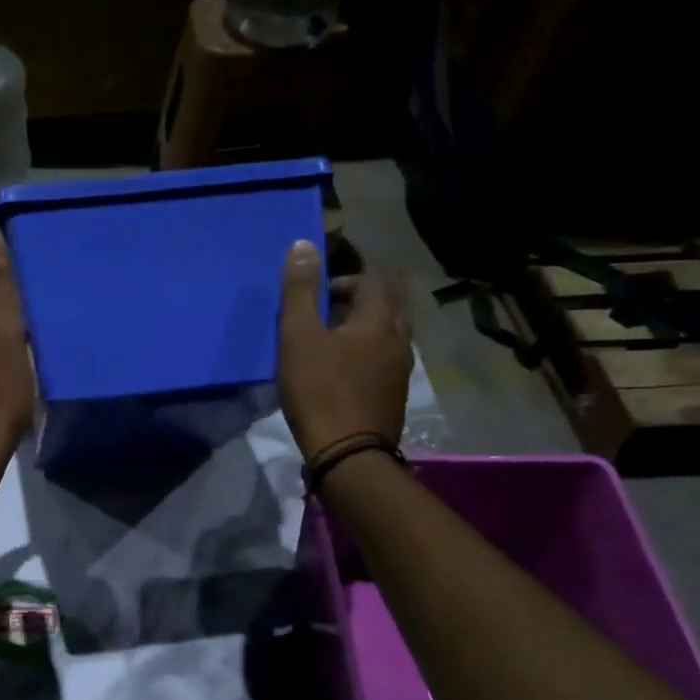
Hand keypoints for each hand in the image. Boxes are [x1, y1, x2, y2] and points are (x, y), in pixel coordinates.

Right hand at [276, 239, 412, 459]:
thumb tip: (304, 245)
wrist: (348, 454)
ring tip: (328, 346)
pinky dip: (364, 358)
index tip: (318, 297)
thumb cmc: (319, 389)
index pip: (373, 281)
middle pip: (385, 307)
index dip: (345, 280)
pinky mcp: (394, 397)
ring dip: (360, 332)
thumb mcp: (298, 335)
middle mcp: (399, 340)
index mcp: (380, 320)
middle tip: (322, 318)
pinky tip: (340, 376)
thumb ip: (300, 290)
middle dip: (355, 304)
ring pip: (386, 336)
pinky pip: (383, 363)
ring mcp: (401, 371)